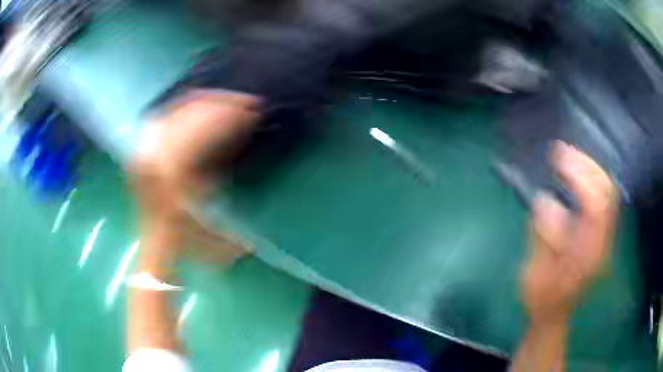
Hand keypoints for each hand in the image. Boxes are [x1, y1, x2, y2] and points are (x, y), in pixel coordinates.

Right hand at [522, 142, 618, 321]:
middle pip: (607, 193)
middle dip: (587, 165)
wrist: (554, 313)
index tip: (559, 159)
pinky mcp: (602, 233)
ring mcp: (605, 236)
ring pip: (609, 191)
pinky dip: (594, 178)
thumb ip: (543, 238)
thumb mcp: (536, 274)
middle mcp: (603, 242)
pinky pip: (605, 197)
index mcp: (589, 255)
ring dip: (591, 168)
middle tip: (562, 150)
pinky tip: (579, 173)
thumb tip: (544, 200)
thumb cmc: (542, 298)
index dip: (581, 177)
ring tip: (569, 156)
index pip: (597, 206)